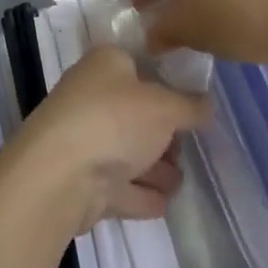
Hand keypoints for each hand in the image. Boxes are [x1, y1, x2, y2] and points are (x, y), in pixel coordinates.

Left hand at [13, 46, 209, 233]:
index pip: (141, 64)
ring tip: (179, 180)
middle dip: (164, 133)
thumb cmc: (114, 120)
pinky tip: (162, 202)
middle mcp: (91, 96)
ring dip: (154, 167)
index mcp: (105, 64)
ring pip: (127, 150)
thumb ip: (191, 106)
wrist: (60, 176)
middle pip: (136, 112)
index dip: (168, 82)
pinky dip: (139, 193)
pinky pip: (119, 185)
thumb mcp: (165, 106)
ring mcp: (84, 139)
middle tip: (189, 146)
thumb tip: (207, 104)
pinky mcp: (82, 180)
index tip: (195, 102)